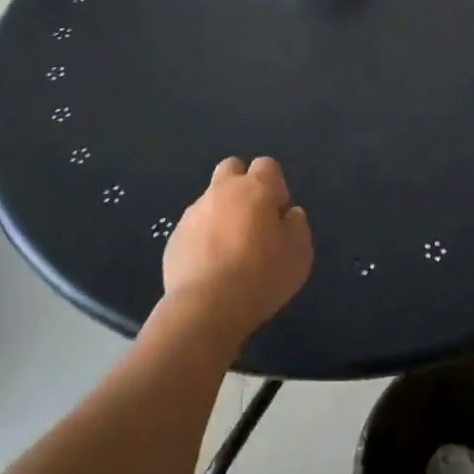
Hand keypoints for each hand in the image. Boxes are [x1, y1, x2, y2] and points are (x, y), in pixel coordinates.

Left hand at [161, 156, 312, 344]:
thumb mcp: (299, 254)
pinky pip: (194, 227)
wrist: (206, 308)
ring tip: (230, 250)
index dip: (276, 185)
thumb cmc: (261, 277)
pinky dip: (203, 238)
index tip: (278, 214)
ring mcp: (194, 213)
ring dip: (222, 213)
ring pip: (211, 199)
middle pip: (232, 168)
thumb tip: (289, 215)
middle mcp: (222, 191)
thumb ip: (297, 226)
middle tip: (252, 219)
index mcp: (255, 188)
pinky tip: (211, 267)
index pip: (267, 165)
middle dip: (243, 185)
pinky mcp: (175, 237)